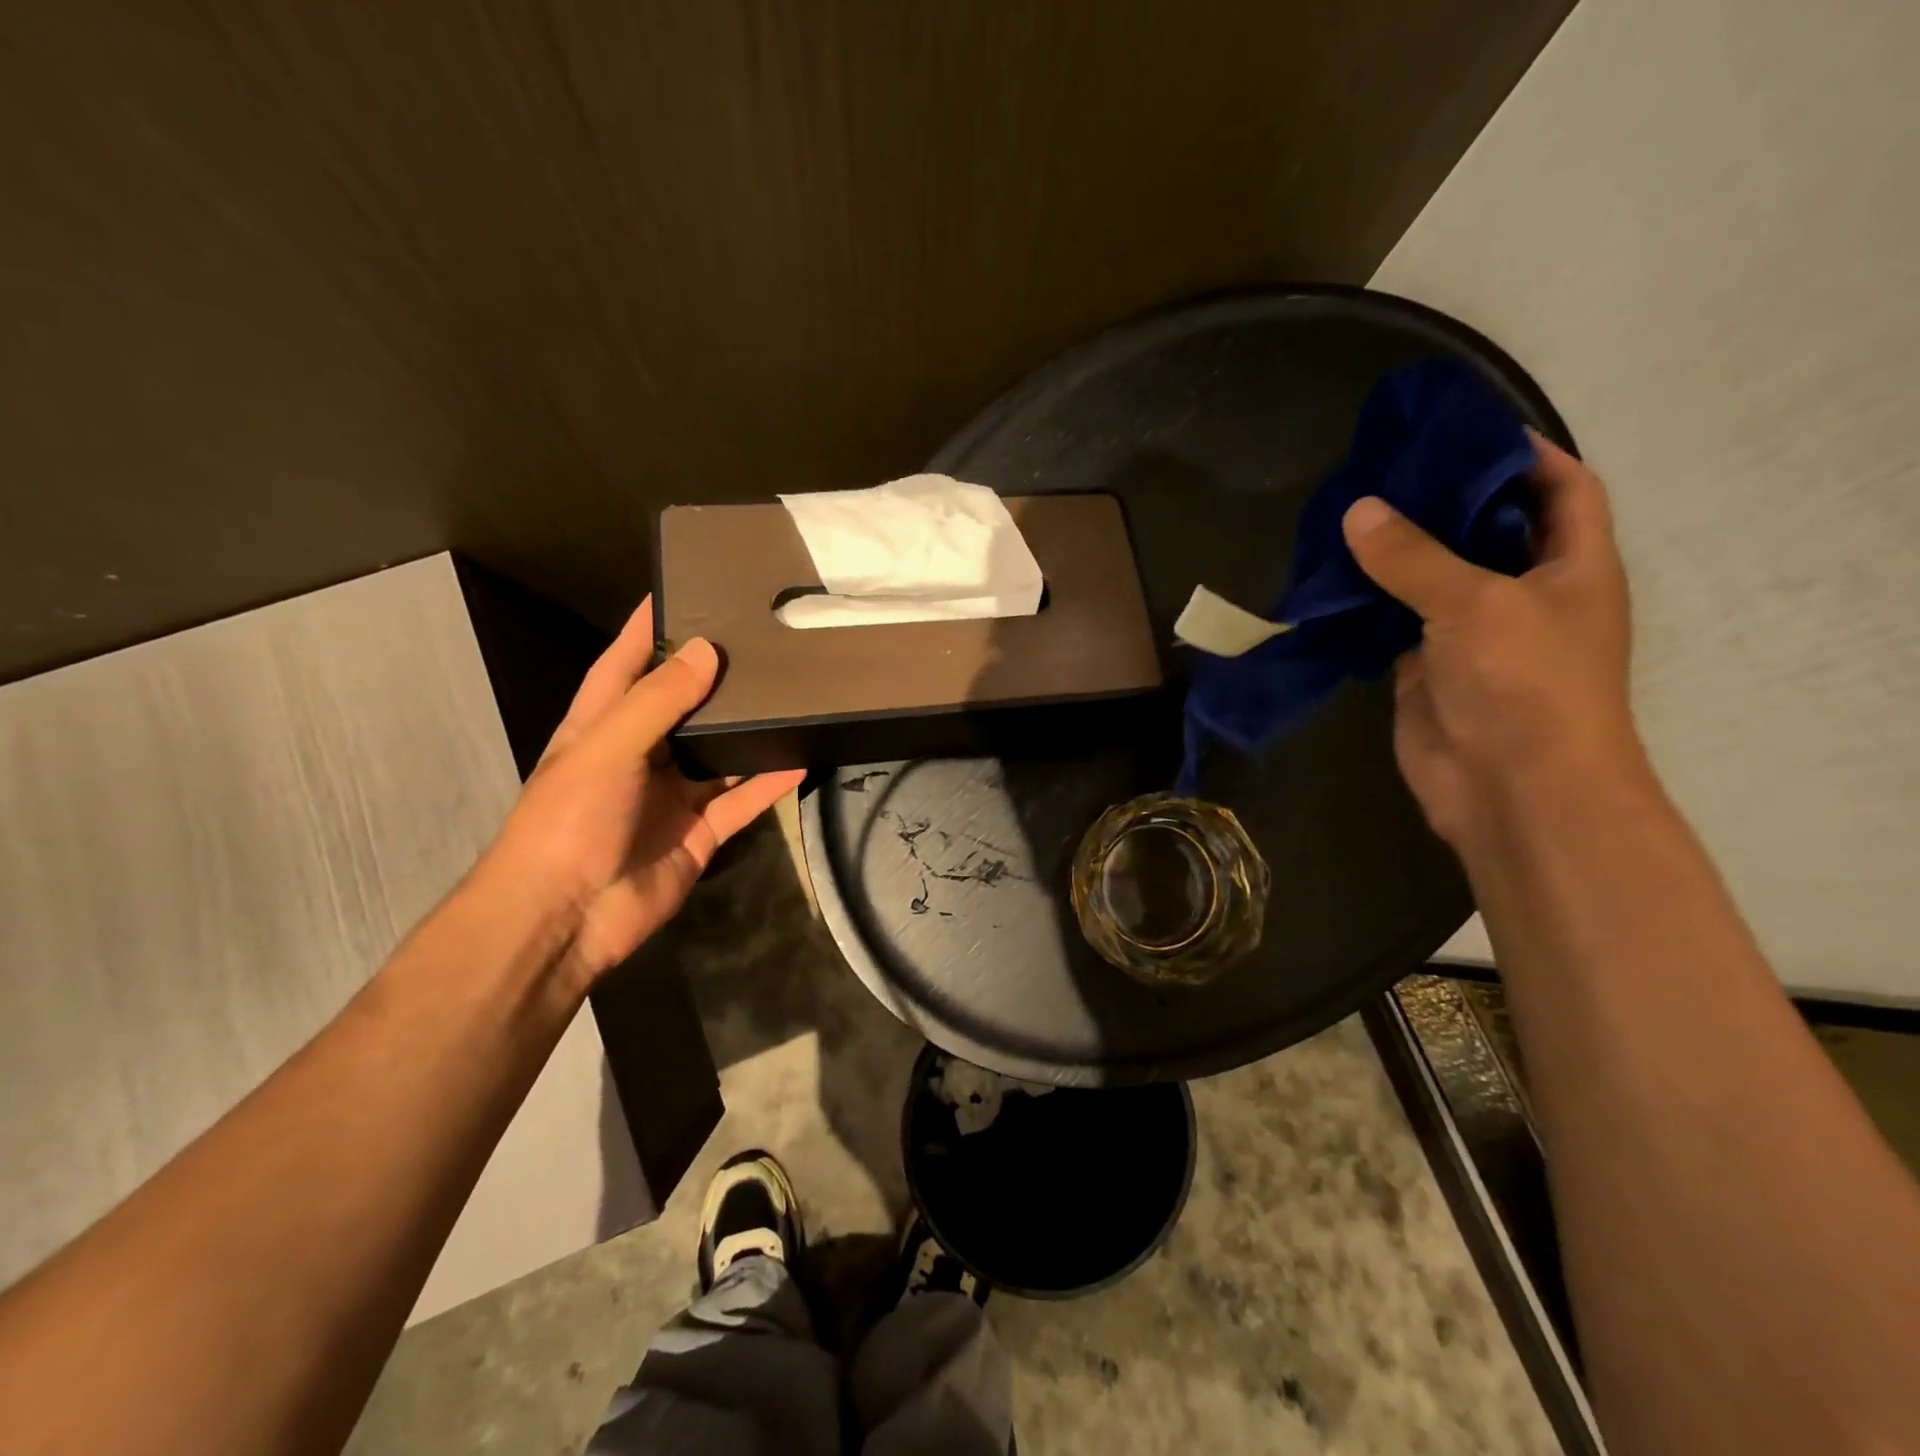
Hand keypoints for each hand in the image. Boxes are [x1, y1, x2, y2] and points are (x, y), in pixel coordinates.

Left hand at [483, 598, 803, 988]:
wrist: (568, 917)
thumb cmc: (570, 821)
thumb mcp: (608, 748)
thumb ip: (658, 700)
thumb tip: (707, 651)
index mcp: (601, 727)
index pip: (624, 664)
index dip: (647, 629)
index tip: (682, 590)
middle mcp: (638, 756)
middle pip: (681, 706)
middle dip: (713, 676)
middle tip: (759, 640)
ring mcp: (671, 796)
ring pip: (717, 753)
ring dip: (746, 730)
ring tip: (789, 692)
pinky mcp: (700, 833)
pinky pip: (741, 800)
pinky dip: (768, 782)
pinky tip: (801, 758)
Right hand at [1341, 433, 1640, 849]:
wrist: (1511, 788)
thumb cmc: (1524, 683)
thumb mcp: (1475, 603)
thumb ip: (1414, 556)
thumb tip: (1358, 510)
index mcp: (1572, 565)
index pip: (1561, 488)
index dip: (1523, 454)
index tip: (1462, 430)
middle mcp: (1524, 592)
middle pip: (1486, 529)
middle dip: (1442, 499)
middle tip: (1383, 469)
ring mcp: (1471, 633)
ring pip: (1431, 577)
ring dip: (1395, 551)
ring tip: (1346, 513)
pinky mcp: (1424, 667)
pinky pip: (1392, 621)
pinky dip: (1366, 600)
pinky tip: (1330, 577)